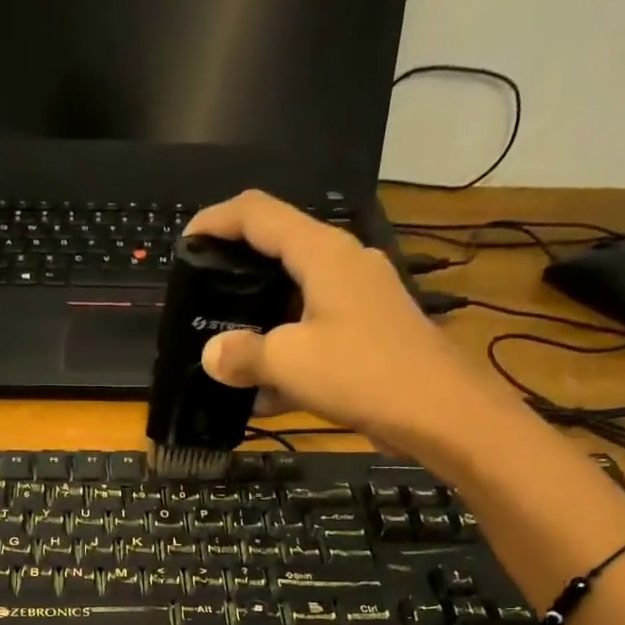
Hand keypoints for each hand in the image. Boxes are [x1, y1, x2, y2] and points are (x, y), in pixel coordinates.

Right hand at [186, 190, 504, 460]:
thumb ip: (244, 354)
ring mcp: (360, 300)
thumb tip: (212, 354)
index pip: (259, 213)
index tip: (186, 242)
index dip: (217, 220)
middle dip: (237, 273)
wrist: (438, 411)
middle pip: (279, 252)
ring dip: (260, 322)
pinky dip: (287, 354)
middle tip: (203, 298)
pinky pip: (316, 333)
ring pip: (296, 299)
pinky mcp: (369, 334)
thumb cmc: (362, 372)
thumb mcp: (290, 363)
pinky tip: (263, 392)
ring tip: (226, 349)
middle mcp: (343, 264)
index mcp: (322, 253)